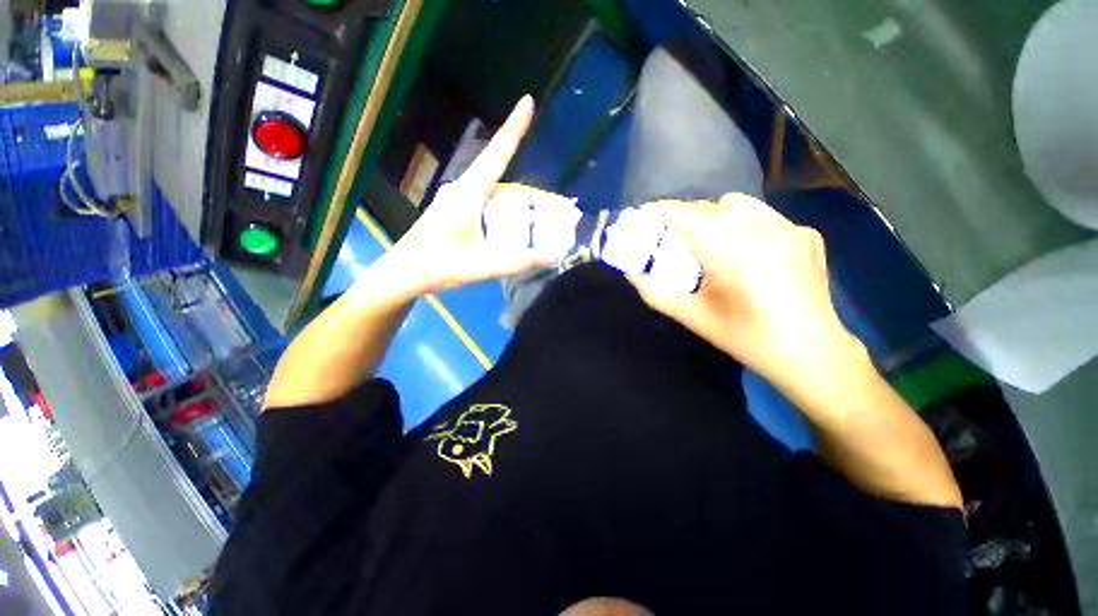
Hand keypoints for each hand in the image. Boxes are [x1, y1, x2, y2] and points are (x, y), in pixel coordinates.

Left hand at [387, 96, 565, 294]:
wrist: (406, 273)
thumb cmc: (439, 266)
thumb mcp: (483, 266)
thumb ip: (520, 261)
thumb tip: (555, 255)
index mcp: (469, 194)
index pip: (497, 154)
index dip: (513, 128)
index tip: (527, 101)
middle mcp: (466, 191)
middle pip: (508, 183)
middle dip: (536, 195)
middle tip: (561, 211)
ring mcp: (462, 202)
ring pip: (500, 196)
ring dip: (524, 207)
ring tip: (546, 223)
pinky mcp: (460, 213)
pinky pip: (491, 207)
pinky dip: (510, 216)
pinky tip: (519, 230)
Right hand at [630, 194, 864, 391]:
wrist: (811, 353)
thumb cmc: (746, 338)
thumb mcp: (694, 318)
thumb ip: (656, 293)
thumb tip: (631, 273)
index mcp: (734, 254)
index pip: (688, 217)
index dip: (661, 211)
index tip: (641, 214)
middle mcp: (765, 232)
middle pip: (710, 206)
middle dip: (683, 215)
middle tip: (668, 234)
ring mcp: (791, 229)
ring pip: (738, 204)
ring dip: (712, 215)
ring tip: (704, 238)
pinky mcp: (806, 234)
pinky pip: (763, 216)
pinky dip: (742, 224)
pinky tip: (743, 250)